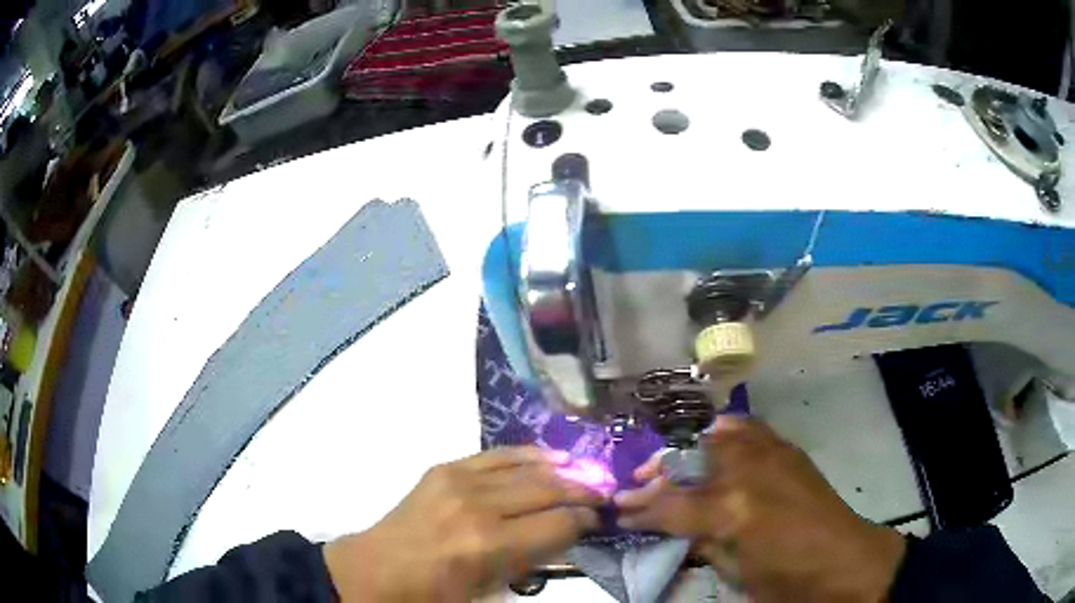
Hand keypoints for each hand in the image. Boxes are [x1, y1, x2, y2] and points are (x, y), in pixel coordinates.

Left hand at [324, 446, 604, 600]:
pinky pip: (498, 454)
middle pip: (549, 490)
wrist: (377, 571)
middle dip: (583, 493)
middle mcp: (479, 505)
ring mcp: (459, 480)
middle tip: (603, 496)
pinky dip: (529, 455)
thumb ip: (531, 561)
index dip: (586, 521)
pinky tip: (551, 457)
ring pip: (528, 467)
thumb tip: (564, 535)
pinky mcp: (445, 467)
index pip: (559, 524)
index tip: (599, 521)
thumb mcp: (489, 591)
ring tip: (586, 475)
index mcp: (489, 545)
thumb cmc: (434, 594)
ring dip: (562, 471)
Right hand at [615, 417, 906, 602]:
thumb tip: (678, 530)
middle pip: (691, 462)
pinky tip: (718, 445)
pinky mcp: (789, 452)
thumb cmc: (785, 579)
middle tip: (642, 484)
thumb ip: (702, 544)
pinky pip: (752, 430)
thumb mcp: (734, 573)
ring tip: (676, 464)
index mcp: (732, 511)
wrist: (846, 562)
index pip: (670, 505)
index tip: (619, 510)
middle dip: (660, 472)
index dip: (641, 509)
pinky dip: (728, 434)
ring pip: (720, 435)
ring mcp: (772, 455)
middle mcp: (749, 472)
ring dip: (691, 449)